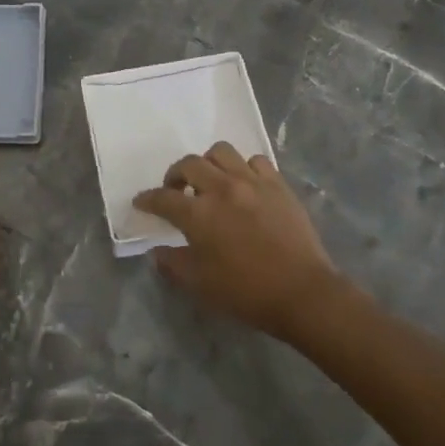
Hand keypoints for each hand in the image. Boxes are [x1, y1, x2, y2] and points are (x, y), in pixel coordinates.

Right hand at [134, 141, 340, 338]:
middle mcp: (222, 188)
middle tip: (176, 190)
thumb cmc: (247, 292)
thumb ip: (173, 264)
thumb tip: (158, 252)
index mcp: (199, 214)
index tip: (141, 202)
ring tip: (210, 181)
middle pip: (189, 164)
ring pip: (221, 152)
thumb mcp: (200, 285)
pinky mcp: (277, 184)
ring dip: (209, 163)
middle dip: (175, 175)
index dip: (147, 199)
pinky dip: (244, 168)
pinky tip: (244, 185)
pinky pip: (255, 161)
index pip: (162, 198)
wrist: (303, 293)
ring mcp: (252, 182)